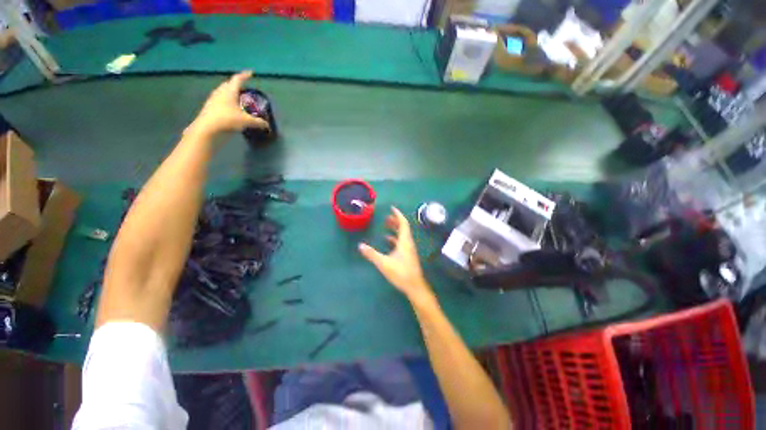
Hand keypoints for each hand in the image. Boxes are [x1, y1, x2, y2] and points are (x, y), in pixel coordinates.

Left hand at [188, 71, 268, 135]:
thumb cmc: (226, 120)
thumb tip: (266, 125)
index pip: (239, 78)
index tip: (250, 73)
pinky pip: (215, 100)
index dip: (245, 75)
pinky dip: (220, 101)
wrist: (205, 130)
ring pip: (220, 92)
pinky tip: (222, 108)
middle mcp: (220, 91)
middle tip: (240, 86)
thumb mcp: (243, 121)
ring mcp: (211, 99)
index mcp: (230, 90)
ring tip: (231, 97)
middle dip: (234, 83)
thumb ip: (256, 122)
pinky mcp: (206, 108)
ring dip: (226, 92)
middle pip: (228, 83)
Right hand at [359, 207, 434, 304]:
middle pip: (404, 229)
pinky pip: (402, 243)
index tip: (392, 208)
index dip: (398, 215)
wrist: (414, 286)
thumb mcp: (384, 263)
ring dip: (395, 230)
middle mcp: (408, 244)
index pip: (403, 224)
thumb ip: (372, 254)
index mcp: (404, 242)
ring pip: (403, 236)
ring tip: (386, 227)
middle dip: (395, 221)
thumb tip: (360, 245)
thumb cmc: (401, 273)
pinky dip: (395, 239)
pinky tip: (388, 243)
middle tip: (386, 217)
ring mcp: (409, 251)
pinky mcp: (408, 257)